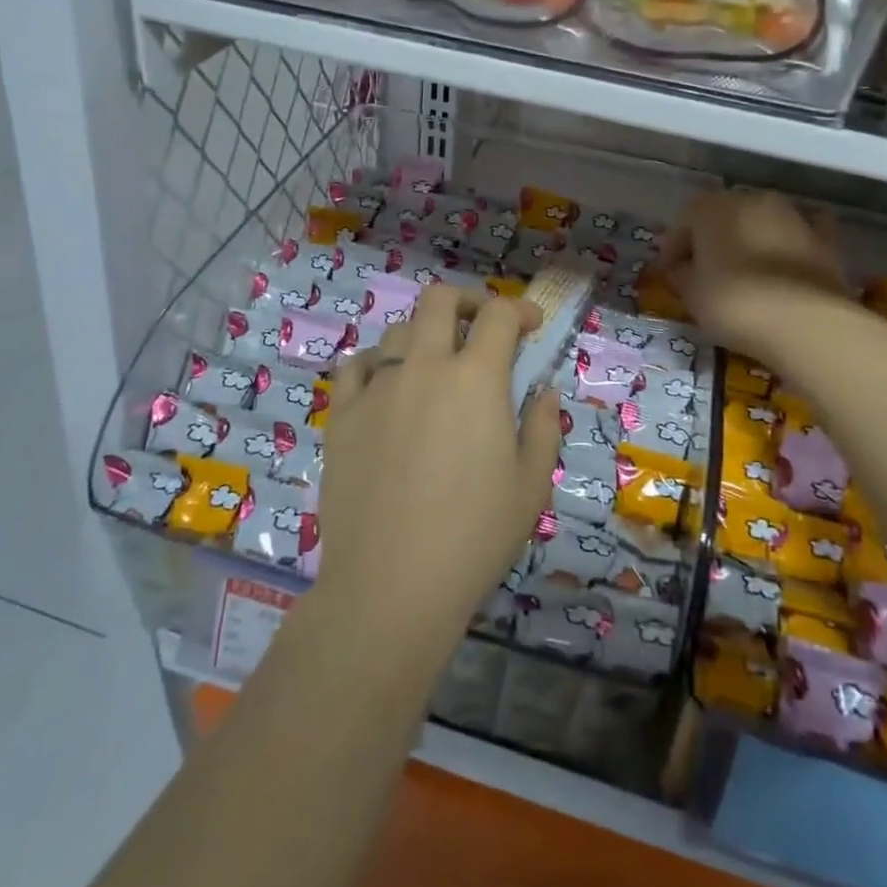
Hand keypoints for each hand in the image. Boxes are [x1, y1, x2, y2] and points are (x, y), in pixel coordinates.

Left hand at [317, 287, 561, 644]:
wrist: (390, 586)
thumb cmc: (474, 537)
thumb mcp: (531, 485)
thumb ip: (543, 427)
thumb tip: (544, 390)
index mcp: (476, 379)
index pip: (500, 316)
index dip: (521, 311)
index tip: (532, 327)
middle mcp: (424, 367)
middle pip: (440, 300)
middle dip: (468, 302)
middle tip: (481, 327)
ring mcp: (377, 388)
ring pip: (397, 331)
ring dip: (423, 336)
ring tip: (434, 366)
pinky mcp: (342, 415)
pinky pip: (354, 366)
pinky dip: (374, 364)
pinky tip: (384, 386)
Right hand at [654, 190, 853, 371]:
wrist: (804, 322)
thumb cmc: (733, 301)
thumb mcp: (690, 292)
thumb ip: (681, 274)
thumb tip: (682, 269)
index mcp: (713, 206)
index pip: (684, 220)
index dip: (673, 248)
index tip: (666, 274)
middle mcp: (753, 199)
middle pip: (723, 217)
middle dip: (711, 240)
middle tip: (702, 271)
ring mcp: (793, 216)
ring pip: (761, 223)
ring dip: (749, 241)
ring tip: (743, 274)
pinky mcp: (825, 240)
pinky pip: (800, 236)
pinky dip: (790, 246)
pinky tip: (785, 264)